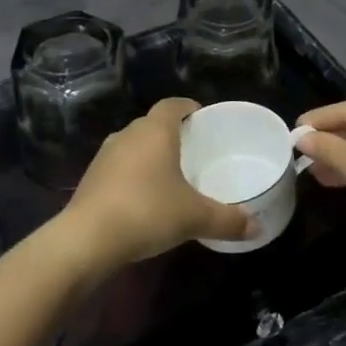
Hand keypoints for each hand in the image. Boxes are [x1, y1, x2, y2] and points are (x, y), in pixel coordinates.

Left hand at [62, 99, 250, 266]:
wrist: (87, 240)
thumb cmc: (148, 212)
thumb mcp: (196, 218)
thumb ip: (228, 220)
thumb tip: (258, 227)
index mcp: (155, 131)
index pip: (173, 105)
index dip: (188, 108)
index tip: (202, 119)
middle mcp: (128, 135)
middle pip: (152, 124)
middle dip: (172, 134)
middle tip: (192, 151)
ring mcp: (104, 156)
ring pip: (133, 145)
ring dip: (149, 155)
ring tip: (169, 175)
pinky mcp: (90, 179)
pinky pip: (118, 167)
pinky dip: (132, 175)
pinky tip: (143, 198)